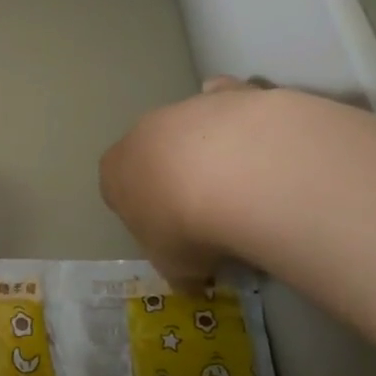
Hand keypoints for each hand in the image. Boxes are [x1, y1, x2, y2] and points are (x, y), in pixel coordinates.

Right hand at [99, 77, 273, 290]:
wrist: (234, 174)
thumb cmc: (185, 227)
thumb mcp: (177, 267)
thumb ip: (180, 270)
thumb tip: (193, 282)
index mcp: (115, 172)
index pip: (116, 189)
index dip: (143, 214)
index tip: (169, 235)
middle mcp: (142, 133)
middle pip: (153, 154)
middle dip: (173, 177)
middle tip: (207, 213)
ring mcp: (184, 107)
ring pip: (193, 128)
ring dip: (210, 152)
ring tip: (245, 189)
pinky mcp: (227, 93)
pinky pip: (229, 102)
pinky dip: (240, 117)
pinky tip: (261, 144)